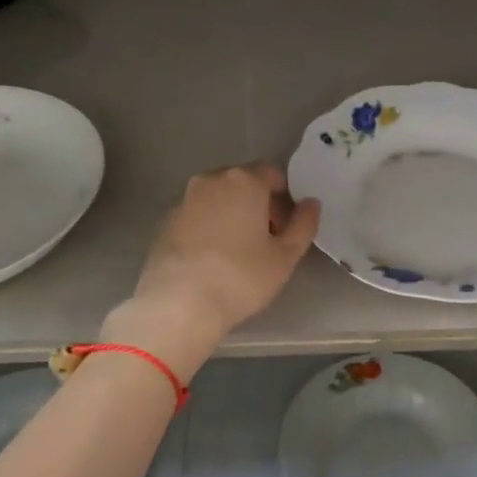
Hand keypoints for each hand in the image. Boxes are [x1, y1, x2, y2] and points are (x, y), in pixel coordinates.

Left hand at [111, 163, 320, 374]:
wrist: (178, 303)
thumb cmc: (240, 277)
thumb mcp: (285, 256)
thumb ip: (304, 224)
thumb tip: (311, 203)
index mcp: (244, 181)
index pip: (271, 172)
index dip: (283, 197)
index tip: (285, 227)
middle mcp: (211, 180)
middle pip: (243, 183)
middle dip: (258, 204)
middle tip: (266, 241)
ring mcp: (184, 199)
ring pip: (217, 198)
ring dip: (232, 214)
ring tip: (238, 252)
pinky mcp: (165, 221)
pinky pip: (197, 215)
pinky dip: (208, 227)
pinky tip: (212, 259)